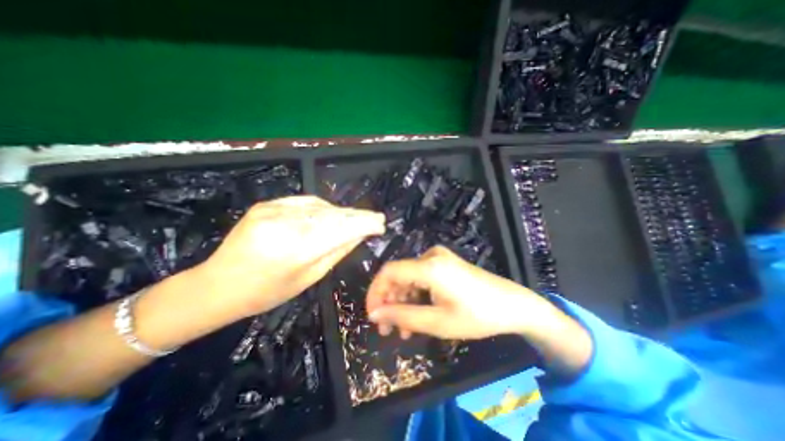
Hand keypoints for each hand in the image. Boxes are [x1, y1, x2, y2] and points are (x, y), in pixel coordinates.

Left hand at [193, 197, 383, 315]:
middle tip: (375, 217)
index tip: (380, 223)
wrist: (217, 284)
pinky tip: (332, 213)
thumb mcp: (308, 278)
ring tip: (357, 217)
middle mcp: (284, 224)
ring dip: (342, 212)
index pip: (340, 229)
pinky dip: (323, 208)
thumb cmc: (266, 291)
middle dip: (357, 216)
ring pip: (321, 206)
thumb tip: (359, 234)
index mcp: (295, 250)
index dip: (364, 224)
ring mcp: (273, 210)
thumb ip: (336, 252)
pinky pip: (305, 203)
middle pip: (333, 215)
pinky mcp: (267, 204)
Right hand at [365, 246, 546, 338]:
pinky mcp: (444, 264)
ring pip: (408, 279)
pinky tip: (416, 315)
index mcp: (429, 266)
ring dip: (402, 302)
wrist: (513, 305)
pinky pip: (420, 278)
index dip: (375, 292)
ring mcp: (438, 258)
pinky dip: (415, 296)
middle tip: (387, 328)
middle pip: (398, 275)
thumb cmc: (478, 315)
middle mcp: (430, 256)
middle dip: (389, 301)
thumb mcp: (438, 322)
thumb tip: (375, 313)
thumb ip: (403, 316)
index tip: (372, 315)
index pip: (388, 272)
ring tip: (403, 329)